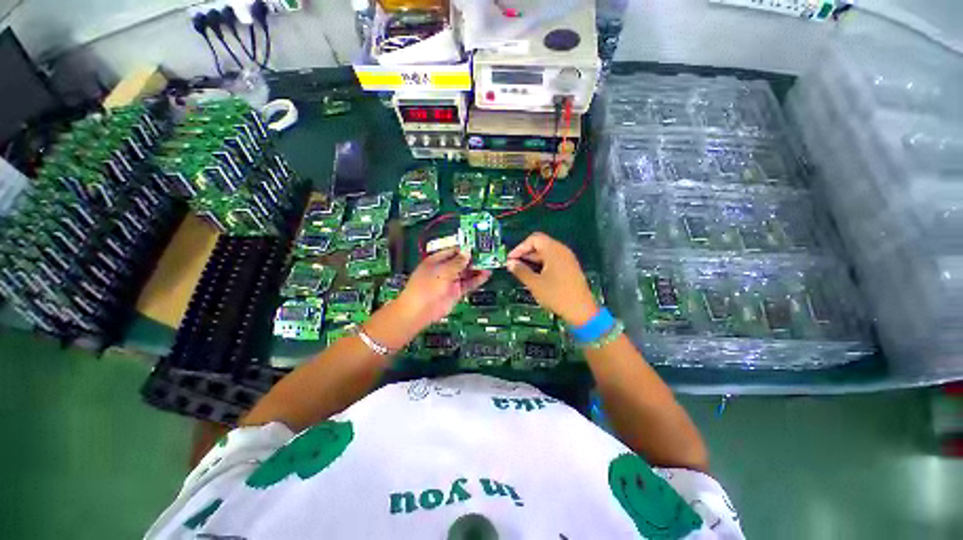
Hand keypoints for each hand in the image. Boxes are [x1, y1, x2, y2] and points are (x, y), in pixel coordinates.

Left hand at [395, 248, 491, 328]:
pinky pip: (468, 284)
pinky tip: (486, 275)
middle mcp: (444, 269)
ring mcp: (450, 281)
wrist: (420, 310)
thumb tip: (467, 252)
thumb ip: (457, 262)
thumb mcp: (442, 271)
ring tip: (489, 264)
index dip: (465, 249)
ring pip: (466, 273)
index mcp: (436, 260)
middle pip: (461, 262)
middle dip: (473, 259)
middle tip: (487, 255)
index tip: (478, 246)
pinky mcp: (456, 292)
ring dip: (477, 269)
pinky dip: (477, 280)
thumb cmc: (427, 286)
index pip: (453, 251)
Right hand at [506, 232, 597, 325]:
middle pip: (540, 244)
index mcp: (554, 250)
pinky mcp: (570, 268)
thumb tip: (510, 263)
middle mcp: (562, 251)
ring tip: (522, 271)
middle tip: (514, 265)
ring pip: (546, 253)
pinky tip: (535, 275)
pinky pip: (553, 260)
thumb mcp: (534, 283)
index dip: (520, 247)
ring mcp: (567, 259)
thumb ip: (521, 271)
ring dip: (533, 259)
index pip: (534, 239)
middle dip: (525, 253)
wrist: (581, 310)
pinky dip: (541, 264)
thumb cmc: (556, 295)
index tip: (511, 259)